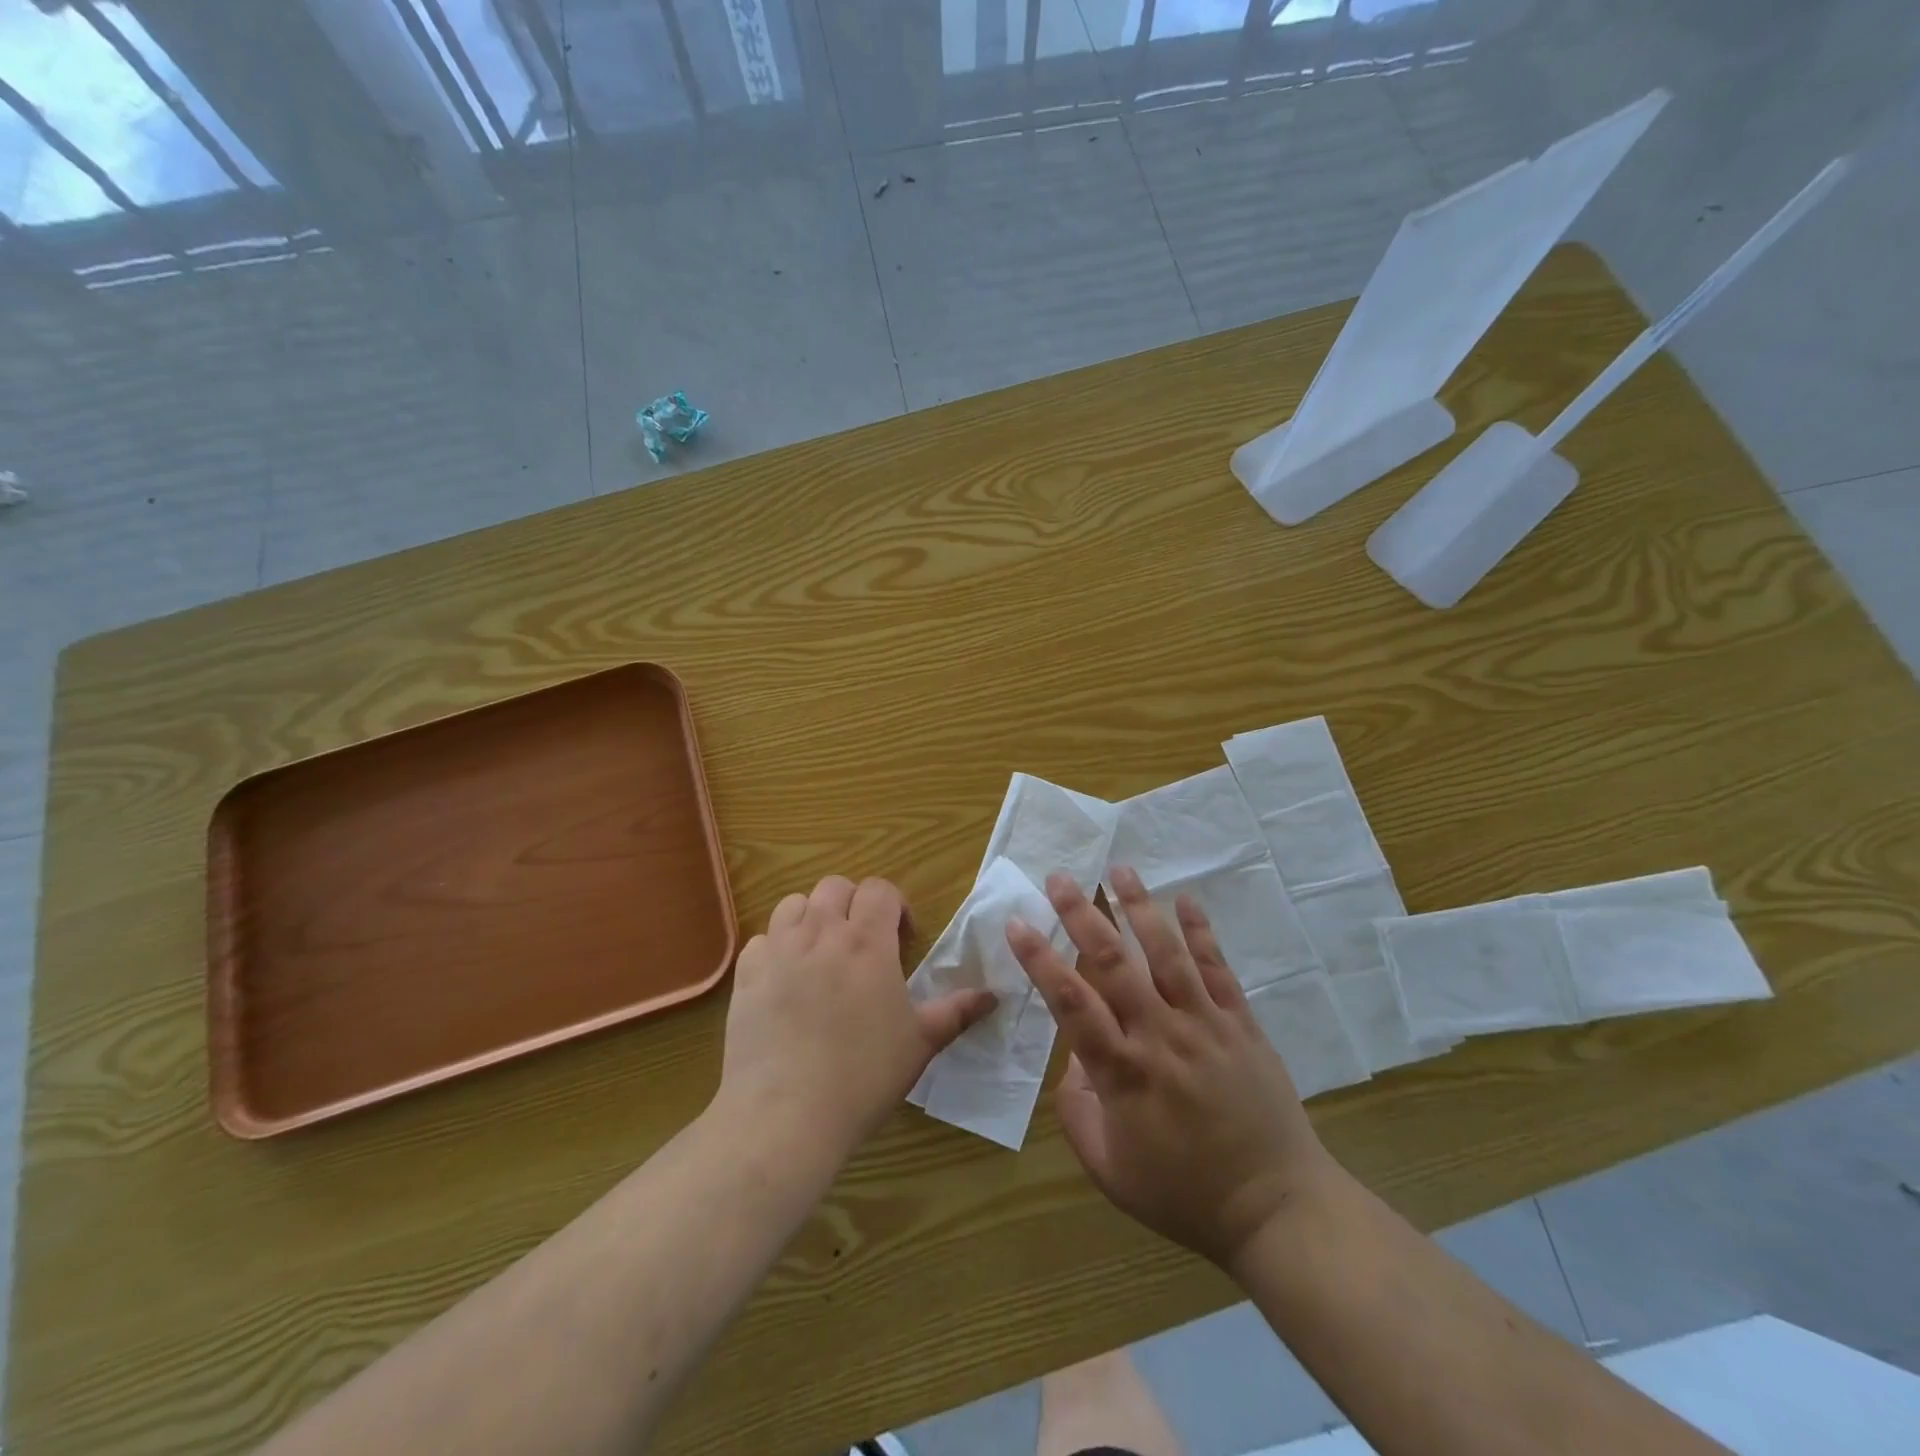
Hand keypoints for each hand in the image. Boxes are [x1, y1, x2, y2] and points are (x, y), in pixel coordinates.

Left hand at [720, 875, 994, 1157]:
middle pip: (835, 886)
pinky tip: (786, 980)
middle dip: (853, 905)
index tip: (902, 941)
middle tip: (863, 944)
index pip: (880, 889)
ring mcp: (778, 950)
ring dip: (812, 918)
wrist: (786, 1114)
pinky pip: (762, 939)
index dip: (895, 907)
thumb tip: (994, 996)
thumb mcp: (920, 1043)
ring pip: (794, 904)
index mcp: (867, 941)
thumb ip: (957, 1012)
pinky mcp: (746, 974)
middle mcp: (821, 932)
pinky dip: (777, 948)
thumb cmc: (863, 1076)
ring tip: (822, 953)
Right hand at [1006, 867, 1340, 1268]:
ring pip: (1166, 953)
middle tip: (1060, 877)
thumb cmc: (1183, 1194)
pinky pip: (1218, 969)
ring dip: (1140, 907)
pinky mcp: (1241, 1024)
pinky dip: (1201, 932)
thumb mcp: (1109, 1169)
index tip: (1018, 923)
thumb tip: (1073, 1058)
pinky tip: (1186, 900)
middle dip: (1082, 914)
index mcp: (1123, 1071)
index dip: (1040, 959)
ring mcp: (1205, 1024)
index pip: (1070, 1002)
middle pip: (1113, 962)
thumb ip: (1077, 1110)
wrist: (1276, 1207)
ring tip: (1119, 869)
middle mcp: (1160, 1035)